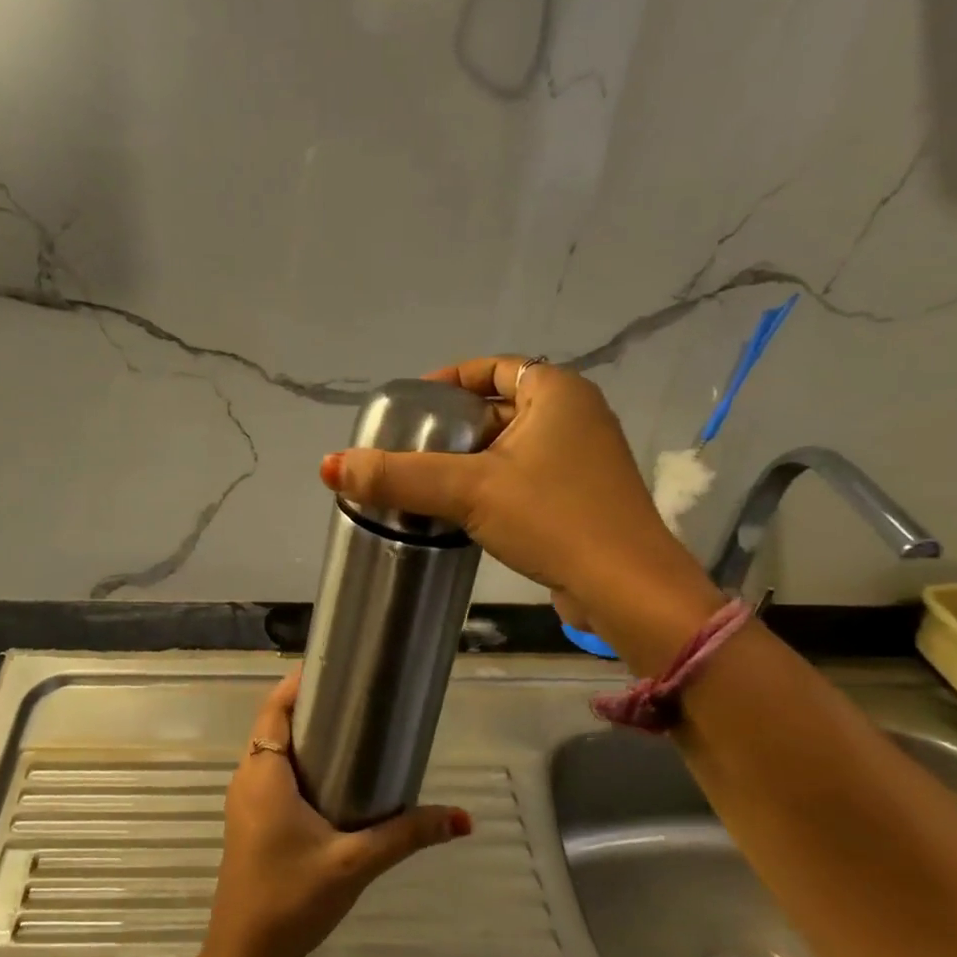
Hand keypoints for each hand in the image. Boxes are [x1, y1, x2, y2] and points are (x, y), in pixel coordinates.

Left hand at [205, 673, 470, 956]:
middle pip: (275, 726)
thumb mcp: (355, 863)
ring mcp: (245, 802)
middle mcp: (248, 779)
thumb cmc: (292, 898)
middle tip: (358, 698)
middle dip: (311, 708)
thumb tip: (461, 818)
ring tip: (352, 730)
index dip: (298, 684)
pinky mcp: (250, 822)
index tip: (336, 669)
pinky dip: (298, 764)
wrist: (245, 956)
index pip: (274, 709)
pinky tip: (333, 779)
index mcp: (263, 774)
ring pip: (272, 752)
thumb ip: (406, 834)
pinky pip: (272, 776)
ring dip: (304, 738)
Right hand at [318, 356, 723, 661]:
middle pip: (500, 407)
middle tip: (410, 448)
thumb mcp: (469, 490)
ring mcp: (583, 460)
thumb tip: (331, 466)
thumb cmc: (553, 518)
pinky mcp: (582, 498)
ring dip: (472, 460)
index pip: (493, 368)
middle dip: (454, 426)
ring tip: (425, 481)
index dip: (448, 381)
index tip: (411, 407)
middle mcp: (576, 416)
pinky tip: (462, 511)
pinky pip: (526, 477)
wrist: (626, 589)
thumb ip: (399, 476)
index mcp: (558, 393)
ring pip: (512, 446)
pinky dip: (494, 485)